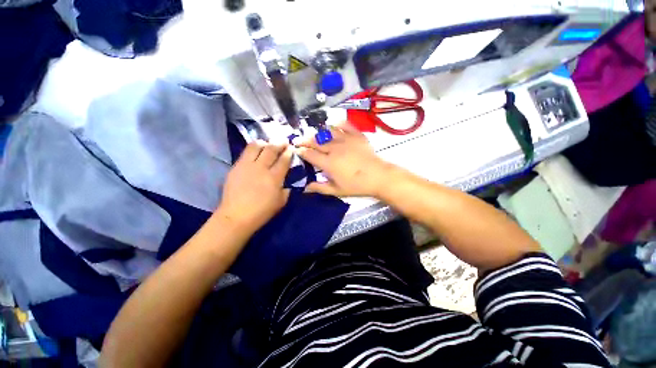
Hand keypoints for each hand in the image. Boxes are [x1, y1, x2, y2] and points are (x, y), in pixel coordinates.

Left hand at [217, 141, 292, 232]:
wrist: (236, 216)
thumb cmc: (262, 212)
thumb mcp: (281, 202)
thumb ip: (287, 189)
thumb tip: (288, 180)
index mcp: (274, 178)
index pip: (284, 160)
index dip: (289, 152)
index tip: (291, 148)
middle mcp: (261, 168)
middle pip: (271, 149)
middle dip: (279, 143)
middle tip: (283, 141)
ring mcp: (247, 166)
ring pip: (256, 146)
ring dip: (265, 143)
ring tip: (268, 144)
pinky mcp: (236, 167)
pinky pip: (245, 152)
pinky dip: (253, 149)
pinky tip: (256, 150)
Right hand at [295, 121, 393, 197]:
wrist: (378, 177)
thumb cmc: (357, 186)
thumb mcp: (337, 191)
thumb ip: (320, 188)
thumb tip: (305, 188)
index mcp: (328, 163)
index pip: (310, 154)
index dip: (301, 151)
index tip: (296, 149)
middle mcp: (334, 149)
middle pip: (316, 141)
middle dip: (305, 139)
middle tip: (299, 139)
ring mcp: (346, 140)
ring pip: (328, 132)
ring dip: (319, 132)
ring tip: (314, 133)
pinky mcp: (356, 135)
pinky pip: (345, 125)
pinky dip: (338, 123)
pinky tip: (334, 124)